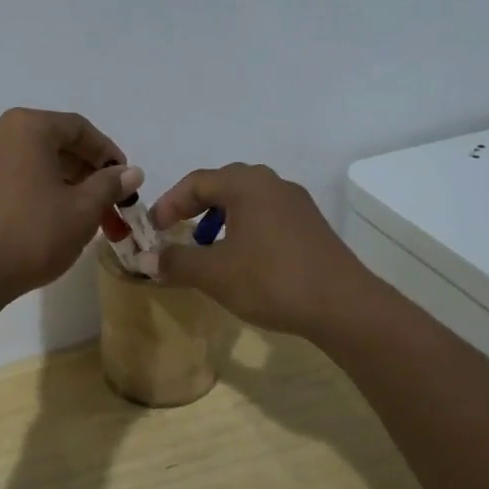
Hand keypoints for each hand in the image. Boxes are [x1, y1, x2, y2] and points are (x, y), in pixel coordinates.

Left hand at [0, 108, 139, 305]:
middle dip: (84, 170)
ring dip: (59, 181)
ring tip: (80, 213)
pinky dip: (32, 189)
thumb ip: (109, 185)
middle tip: (107, 201)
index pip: (78, 128)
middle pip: (51, 142)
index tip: (125, 179)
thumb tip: (130, 172)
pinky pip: (7, 177)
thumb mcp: (82, 211)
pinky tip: (45, 218)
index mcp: (25, 127)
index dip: (107, 152)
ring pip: (29, 161)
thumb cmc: (31, 234)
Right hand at [149, 163, 371, 336]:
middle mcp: (272, 183)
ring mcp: (296, 203)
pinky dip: (244, 229)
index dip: (168, 204)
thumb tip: (145, 260)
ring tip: (207, 247)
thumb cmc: (271, 279)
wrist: (344, 306)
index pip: (196, 182)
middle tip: (175, 231)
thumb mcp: (215, 273)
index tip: (153, 229)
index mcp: (246, 184)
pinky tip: (242, 259)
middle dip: (194, 208)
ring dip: (219, 219)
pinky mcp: (311, 226)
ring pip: (246, 201)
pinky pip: (266, 216)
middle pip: (222, 185)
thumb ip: (176, 262)